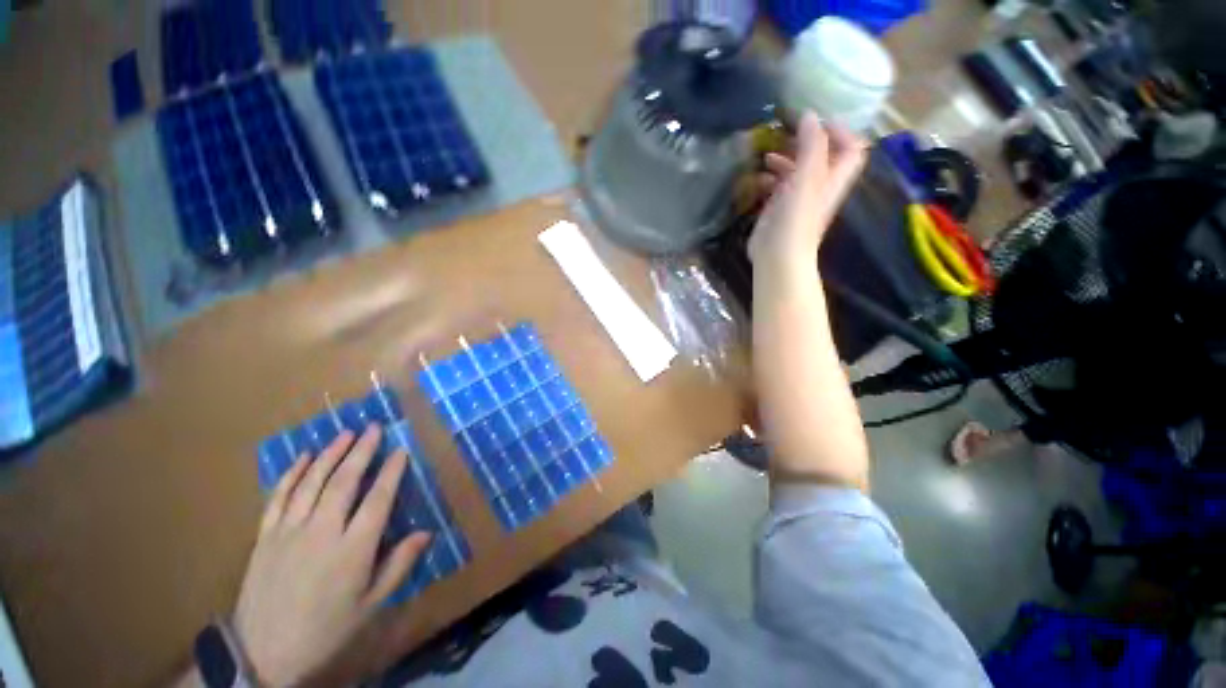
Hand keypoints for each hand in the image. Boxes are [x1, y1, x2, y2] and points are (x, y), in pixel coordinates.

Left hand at [230, 425, 430, 685]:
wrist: (263, 655)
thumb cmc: (326, 630)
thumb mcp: (370, 606)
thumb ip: (398, 566)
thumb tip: (426, 533)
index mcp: (352, 550)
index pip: (378, 500)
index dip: (391, 472)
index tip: (401, 450)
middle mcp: (321, 533)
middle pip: (344, 482)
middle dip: (361, 451)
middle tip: (373, 427)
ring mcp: (288, 532)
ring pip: (312, 483)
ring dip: (330, 455)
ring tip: (345, 433)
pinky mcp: (264, 537)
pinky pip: (278, 498)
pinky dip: (291, 474)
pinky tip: (303, 457)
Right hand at [748, 112, 867, 269]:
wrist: (778, 255)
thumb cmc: (796, 217)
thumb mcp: (807, 177)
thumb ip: (811, 145)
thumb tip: (809, 115)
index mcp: (833, 178)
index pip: (851, 148)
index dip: (841, 131)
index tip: (817, 122)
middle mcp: (819, 186)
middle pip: (821, 157)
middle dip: (806, 141)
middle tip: (786, 131)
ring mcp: (798, 199)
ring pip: (797, 171)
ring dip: (785, 158)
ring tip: (767, 153)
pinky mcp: (778, 210)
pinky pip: (778, 186)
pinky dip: (770, 177)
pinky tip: (758, 177)